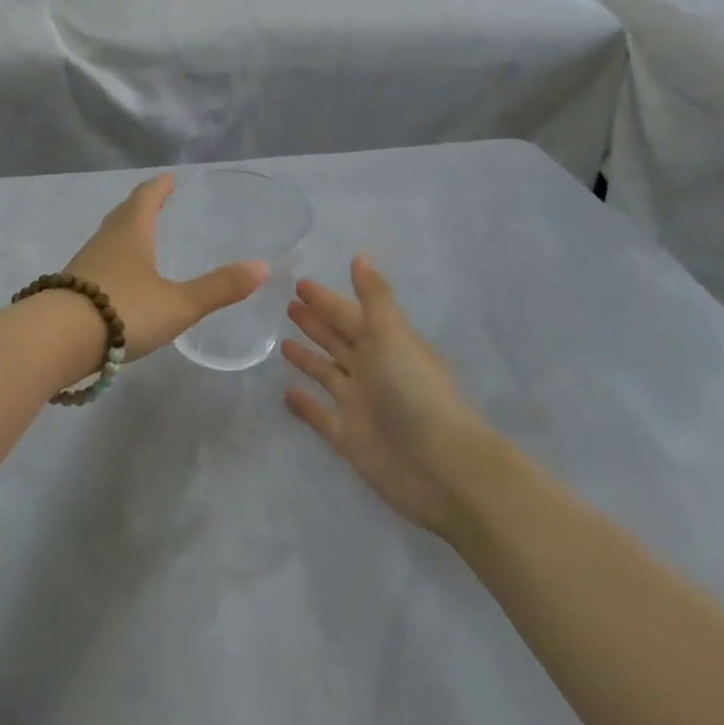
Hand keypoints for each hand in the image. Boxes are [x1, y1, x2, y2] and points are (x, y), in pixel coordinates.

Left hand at [63, 174, 266, 360]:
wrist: (56, 340)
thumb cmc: (123, 310)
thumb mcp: (179, 303)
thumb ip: (219, 288)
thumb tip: (262, 267)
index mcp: (131, 232)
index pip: (146, 197)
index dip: (159, 187)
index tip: (169, 179)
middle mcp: (105, 241)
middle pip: (123, 214)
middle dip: (141, 206)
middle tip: (157, 203)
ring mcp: (84, 265)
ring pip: (107, 239)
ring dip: (124, 234)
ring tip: (141, 240)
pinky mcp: (70, 290)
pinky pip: (97, 265)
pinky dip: (112, 262)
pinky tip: (119, 282)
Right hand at [282, 255, 491, 533]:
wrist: (441, 469)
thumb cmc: (416, 393)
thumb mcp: (394, 337)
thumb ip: (375, 298)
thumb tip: (361, 255)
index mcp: (386, 344)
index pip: (349, 315)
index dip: (326, 300)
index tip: (298, 283)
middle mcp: (373, 370)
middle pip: (338, 340)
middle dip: (316, 323)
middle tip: (287, 305)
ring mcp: (360, 404)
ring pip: (327, 374)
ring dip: (308, 358)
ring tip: (282, 342)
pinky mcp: (348, 437)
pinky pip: (320, 414)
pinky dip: (305, 403)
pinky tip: (285, 392)